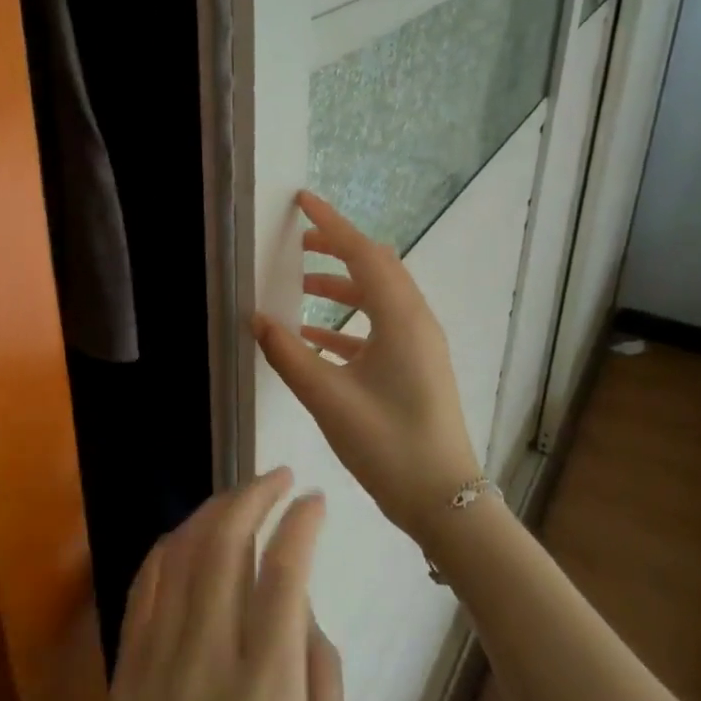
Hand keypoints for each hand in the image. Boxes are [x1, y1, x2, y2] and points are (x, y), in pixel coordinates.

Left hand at [107, 468, 345, 700]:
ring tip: (240, 496)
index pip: (283, 573)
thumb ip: (319, 669)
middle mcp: (206, 662)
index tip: (314, 498)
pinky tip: (189, 534)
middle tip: (277, 478)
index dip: (300, 523)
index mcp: (266, 690)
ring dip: (211, 511)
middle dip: (253, 496)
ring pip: (179, 554)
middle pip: (224, 545)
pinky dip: (167, 547)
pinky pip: (144, 587)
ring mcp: (157, 662)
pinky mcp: (127, 671)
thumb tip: (298, 600)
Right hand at [251, 190, 480, 537]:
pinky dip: (346, 323)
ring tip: (300, 285)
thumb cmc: (387, 444)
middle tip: (298, 241)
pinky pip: (378, 328)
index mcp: (401, 319)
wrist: (444, 500)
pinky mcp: (415, 367)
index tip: (303, 200)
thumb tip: (256, 318)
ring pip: (377, 298)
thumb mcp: (328, 398)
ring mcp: (419, 345)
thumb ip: (288, 354)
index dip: (331, 224)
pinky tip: (313, 337)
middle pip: (375, 268)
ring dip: (340, 286)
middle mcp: (415, 322)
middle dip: (337, 249)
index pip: (363, 254)